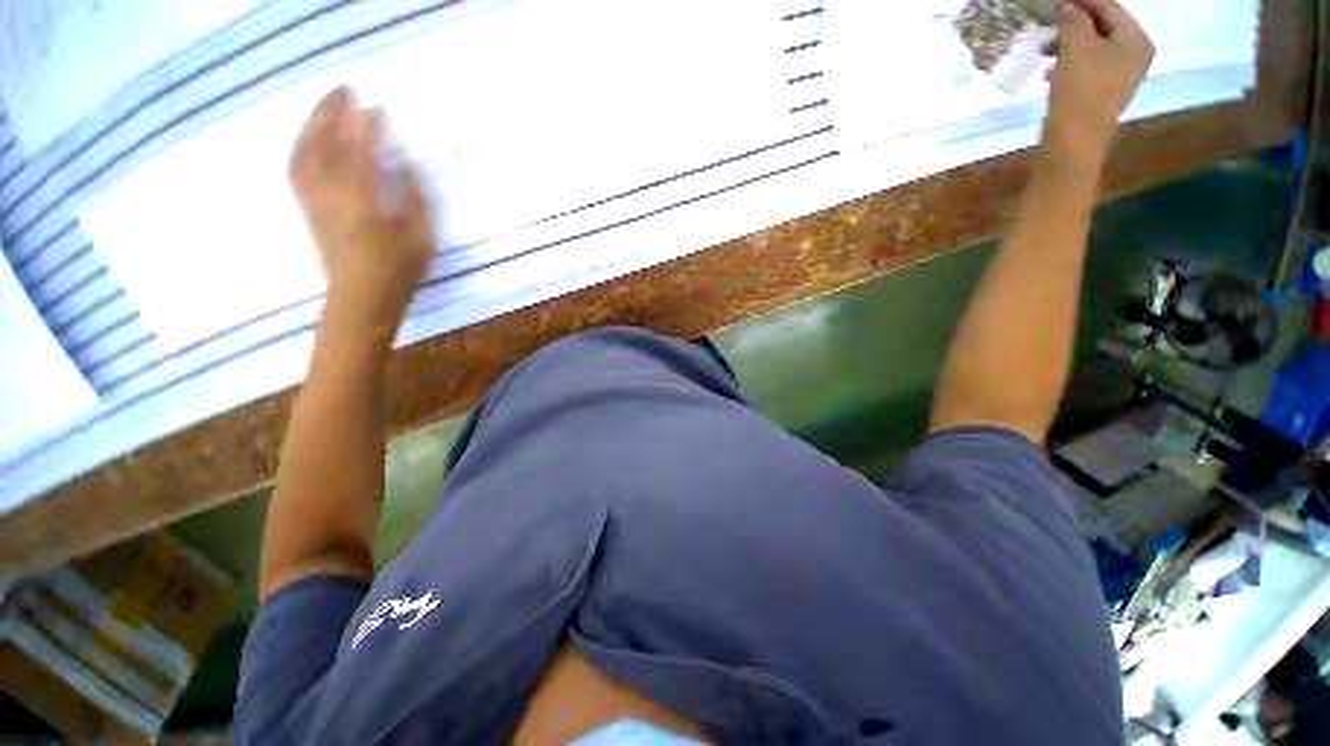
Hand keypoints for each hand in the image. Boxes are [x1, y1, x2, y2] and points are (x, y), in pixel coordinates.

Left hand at [291, 86, 434, 324]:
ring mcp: (314, 201)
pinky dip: (303, 146)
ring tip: (325, 108)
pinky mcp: (307, 209)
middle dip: (332, 113)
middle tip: (344, 90)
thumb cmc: (398, 272)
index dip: (367, 127)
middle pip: (324, 144)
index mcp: (363, 202)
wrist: (361, 299)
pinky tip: (311, 139)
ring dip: (313, 125)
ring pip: (304, 152)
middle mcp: (331, 194)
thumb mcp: (422, 240)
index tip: (376, 108)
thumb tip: (404, 169)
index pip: (361, 153)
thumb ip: (414, 201)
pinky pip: (297, 168)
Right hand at [1045, 0, 1154, 166]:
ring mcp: (1119, 77)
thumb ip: (1072, 19)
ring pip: (1092, 47)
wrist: (1074, 143)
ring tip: (1044, 46)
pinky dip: (1067, 62)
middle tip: (1048, 19)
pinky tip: (1049, 69)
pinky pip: (1086, 67)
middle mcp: (1134, 55)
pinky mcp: (1100, 94)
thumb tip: (1065, 5)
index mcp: (1136, 40)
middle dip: (1073, 22)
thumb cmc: (1081, 90)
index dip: (1081, 0)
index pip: (1108, 6)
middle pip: (1102, 26)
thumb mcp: (1076, 46)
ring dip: (1067, 43)